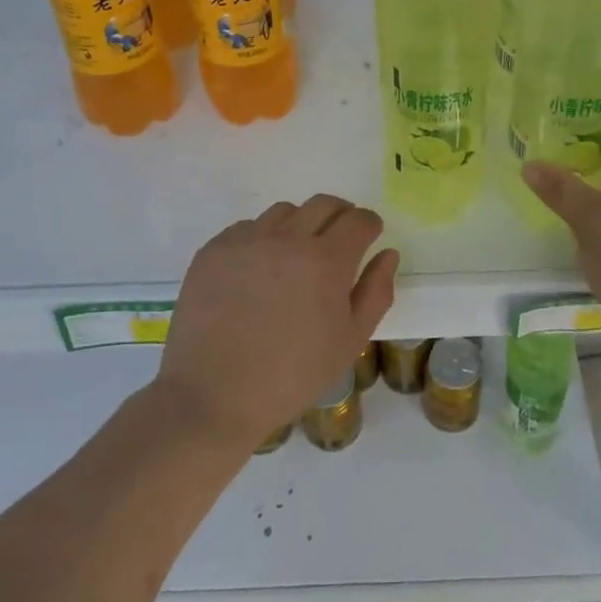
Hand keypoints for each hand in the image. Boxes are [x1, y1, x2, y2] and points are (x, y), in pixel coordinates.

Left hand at [156, 195, 399, 453]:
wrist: (213, 397)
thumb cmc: (291, 375)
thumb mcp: (349, 342)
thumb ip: (376, 292)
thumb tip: (387, 253)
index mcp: (326, 261)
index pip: (359, 220)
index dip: (369, 225)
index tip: (369, 237)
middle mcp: (287, 238)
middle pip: (324, 204)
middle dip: (340, 216)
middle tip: (340, 240)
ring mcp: (247, 240)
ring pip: (285, 212)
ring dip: (300, 225)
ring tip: (295, 258)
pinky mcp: (215, 249)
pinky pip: (248, 228)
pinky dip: (262, 240)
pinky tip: (258, 273)